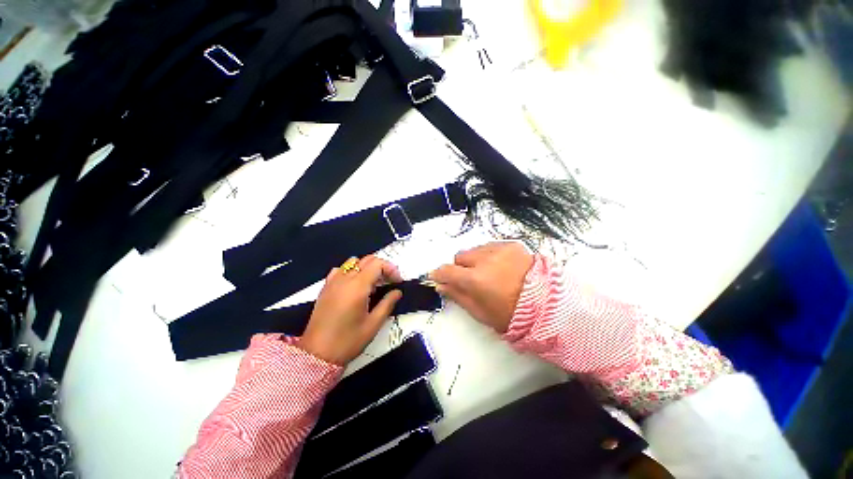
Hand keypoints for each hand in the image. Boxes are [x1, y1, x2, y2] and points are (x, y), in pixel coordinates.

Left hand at [300, 255, 402, 364]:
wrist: (316, 355)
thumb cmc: (348, 341)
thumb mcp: (373, 324)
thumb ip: (387, 304)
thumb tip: (397, 292)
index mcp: (358, 286)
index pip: (377, 264)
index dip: (391, 269)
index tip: (398, 282)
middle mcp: (344, 279)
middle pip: (367, 260)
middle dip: (382, 267)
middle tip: (389, 282)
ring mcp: (332, 282)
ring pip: (353, 262)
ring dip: (366, 267)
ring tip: (373, 284)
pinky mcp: (325, 288)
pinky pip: (340, 270)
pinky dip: (351, 271)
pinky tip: (354, 286)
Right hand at [430, 242, 533, 332]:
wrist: (546, 305)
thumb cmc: (510, 314)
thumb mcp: (480, 312)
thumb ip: (457, 296)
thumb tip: (440, 286)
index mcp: (476, 279)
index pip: (447, 270)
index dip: (439, 273)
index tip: (437, 276)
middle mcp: (485, 259)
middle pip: (460, 257)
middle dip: (460, 267)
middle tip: (470, 278)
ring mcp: (499, 249)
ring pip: (474, 250)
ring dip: (475, 259)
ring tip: (488, 272)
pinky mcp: (511, 245)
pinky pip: (490, 246)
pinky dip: (489, 255)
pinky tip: (499, 266)